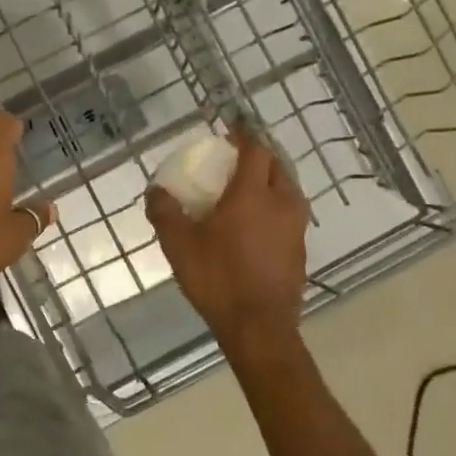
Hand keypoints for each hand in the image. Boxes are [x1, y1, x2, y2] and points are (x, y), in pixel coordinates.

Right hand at [147, 127, 308, 351]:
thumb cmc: (218, 278)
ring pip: (288, 191)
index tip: (231, 127)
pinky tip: (258, 223)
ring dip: (271, 181)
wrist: (259, 328)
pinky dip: (276, 207)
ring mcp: (296, 229)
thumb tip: (155, 190)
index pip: (255, 150)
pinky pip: (290, 215)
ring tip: (249, 188)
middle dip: (259, 156)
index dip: (244, 135)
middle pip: (277, 166)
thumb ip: (165, 212)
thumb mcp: (179, 244)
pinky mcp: (300, 251)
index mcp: (252, 194)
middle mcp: (281, 204)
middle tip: (237, 158)